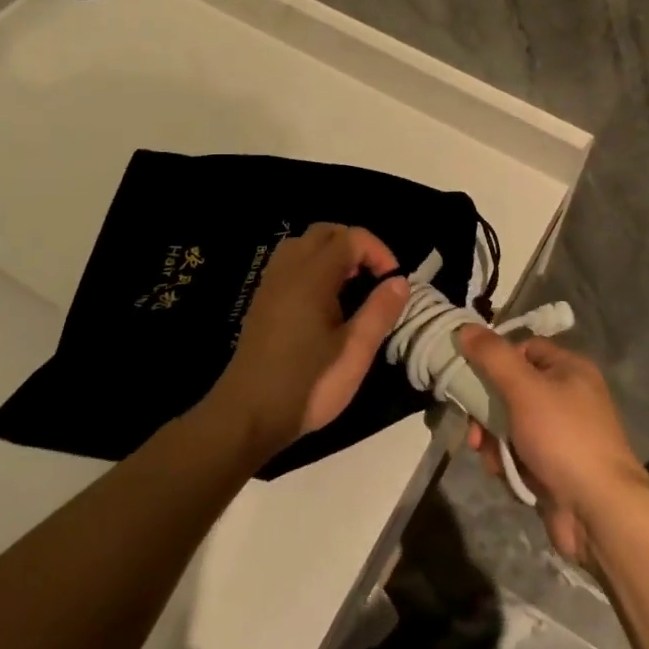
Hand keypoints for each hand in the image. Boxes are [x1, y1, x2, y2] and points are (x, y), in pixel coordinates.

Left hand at [209, 223, 407, 462]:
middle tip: (373, 277)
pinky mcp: (261, 301)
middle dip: (355, 244)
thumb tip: (400, 282)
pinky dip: (312, 266)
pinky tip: (324, 301)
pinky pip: (289, 263)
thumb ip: (379, 312)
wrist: (248, 416)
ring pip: (303, 244)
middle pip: (324, 232)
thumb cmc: (308, 385)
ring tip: (350, 285)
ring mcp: (270, 284)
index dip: (378, 251)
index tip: (392, 282)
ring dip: (331, 253)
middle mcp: (288, 271)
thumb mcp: (355, 353)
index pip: (350, 238)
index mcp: (313, 278)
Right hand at [457, 327, 648, 564]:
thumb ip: (493, 356)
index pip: (524, 349)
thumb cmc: (563, 437)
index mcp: (569, 369)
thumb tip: (466, 328)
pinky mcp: (555, 466)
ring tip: (491, 458)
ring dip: (494, 440)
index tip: (471, 376)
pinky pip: (520, 453)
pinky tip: (504, 475)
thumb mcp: (524, 388)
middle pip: (513, 389)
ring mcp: (562, 434)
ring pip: (512, 424)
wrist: (598, 510)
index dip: (496, 360)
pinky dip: (508, 462)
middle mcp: (568, 396)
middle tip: (474, 428)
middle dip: (488, 410)